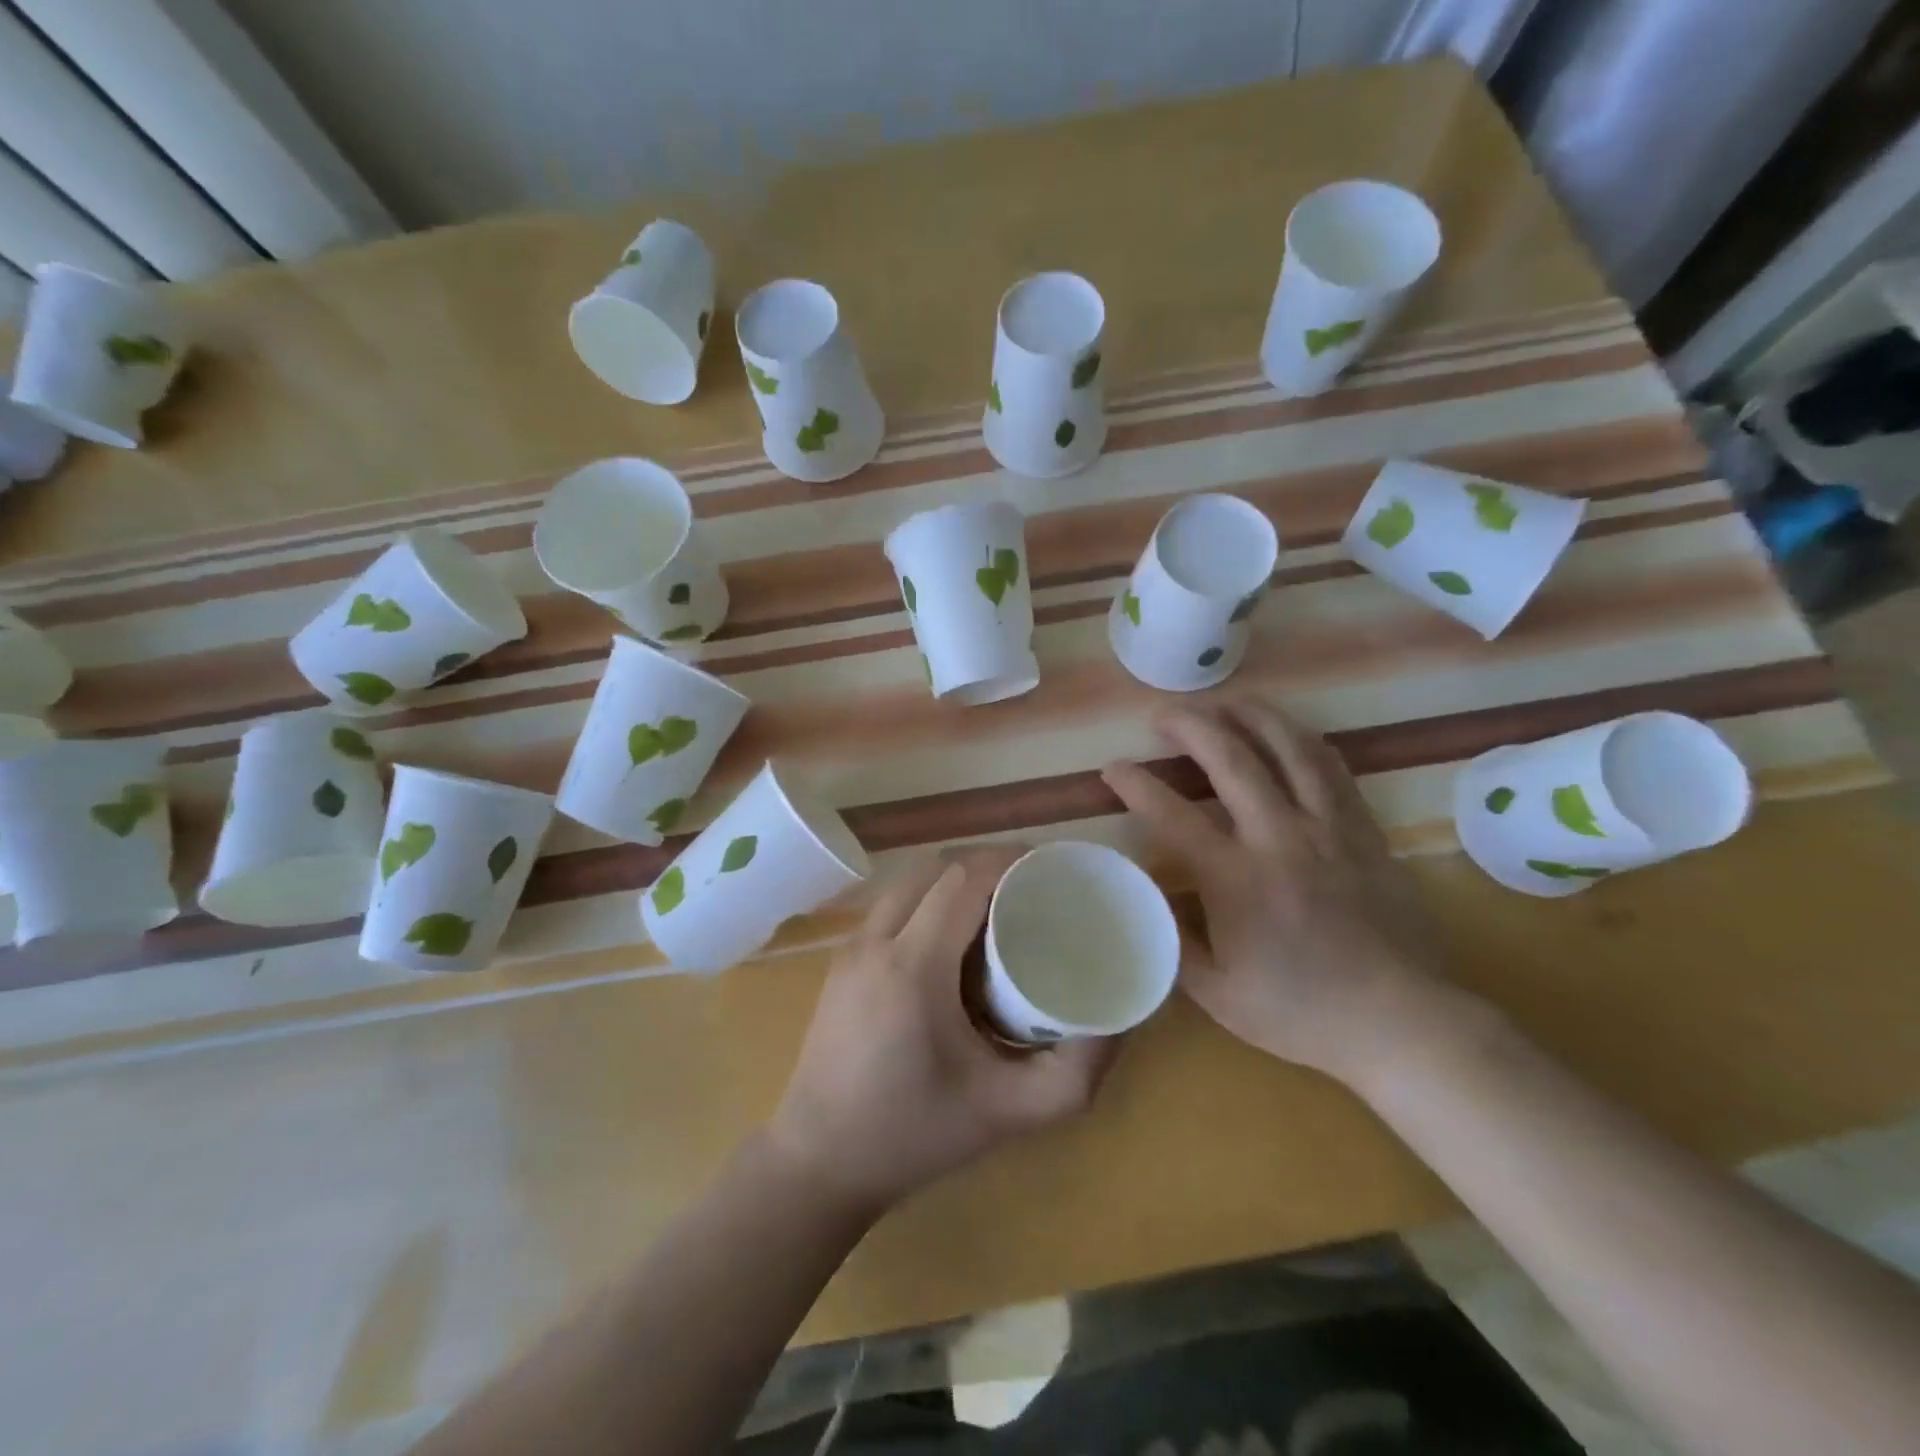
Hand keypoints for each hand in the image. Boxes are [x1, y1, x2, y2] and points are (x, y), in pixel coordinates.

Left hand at [767, 845, 1119, 1212]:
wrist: (819, 1161)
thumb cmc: (915, 1134)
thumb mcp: (1008, 1112)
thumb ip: (1075, 1072)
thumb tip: (1121, 1021)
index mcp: (914, 965)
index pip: (965, 879)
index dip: (1010, 862)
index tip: (1050, 872)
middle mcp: (876, 940)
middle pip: (938, 870)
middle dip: (988, 868)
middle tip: (1032, 893)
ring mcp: (851, 946)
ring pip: (910, 882)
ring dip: (955, 882)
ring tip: (997, 913)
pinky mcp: (841, 960)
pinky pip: (892, 905)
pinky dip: (927, 901)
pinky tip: (952, 942)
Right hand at [1102, 701, 1450, 1084]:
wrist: (1401, 1021)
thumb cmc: (1300, 1012)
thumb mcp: (1217, 993)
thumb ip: (1174, 940)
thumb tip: (1149, 899)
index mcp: (1236, 880)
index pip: (1172, 815)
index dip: (1136, 784)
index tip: (1113, 767)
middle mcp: (1280, 838)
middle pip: (1231, 759)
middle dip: (1190, 726)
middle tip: (1163, 714)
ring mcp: (1329, 829)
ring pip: (1289, 748)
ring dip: (1251, 716)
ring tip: (1225, 702)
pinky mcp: (1364, 831)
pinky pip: (1332, 768)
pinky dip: (1303, 740)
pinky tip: (1287, 732)